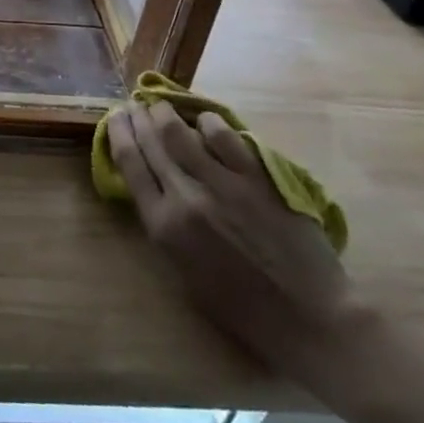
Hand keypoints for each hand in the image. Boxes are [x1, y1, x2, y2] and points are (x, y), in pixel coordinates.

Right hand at [107, 101, 360, 376]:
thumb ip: (164, 225)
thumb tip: (153, 185)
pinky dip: (209, 123)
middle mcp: (186, 198)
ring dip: (165, 112)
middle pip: (151, 142)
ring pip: (180, 131)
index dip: (118, 134)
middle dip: (138, 118)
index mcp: (164, 226)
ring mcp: (222, 184)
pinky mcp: (255, 178)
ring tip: (162, 105)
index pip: (129, 164)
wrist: (308, 318)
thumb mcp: (184, 271)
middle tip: (135, 104)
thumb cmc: (242, 307)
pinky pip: (224, 137)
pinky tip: (205, 120)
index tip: (115, 117)